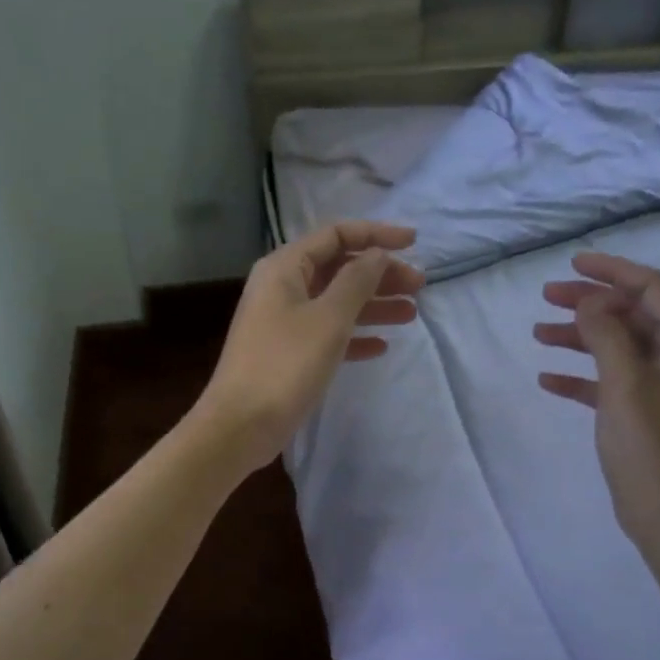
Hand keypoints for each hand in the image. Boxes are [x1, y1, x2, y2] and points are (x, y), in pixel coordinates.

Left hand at [192, 221, 423, 473]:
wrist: (241, 424)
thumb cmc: (285, 364)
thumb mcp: (329, 318)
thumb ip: (357, 281)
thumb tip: (378, 255)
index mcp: (284, 268)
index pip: (335, 235)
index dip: (376, 235)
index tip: (414, 243)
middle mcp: (282, 288)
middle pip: (338, 269)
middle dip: (380, 274)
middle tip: (419, 286)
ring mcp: (283, 322)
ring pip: (336, 303)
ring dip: (373, 305)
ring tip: (411, 314)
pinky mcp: (288, 354)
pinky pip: (327, 334)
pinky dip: (354, 336)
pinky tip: (382, 346)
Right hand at [534, 252, 659, 556]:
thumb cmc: (649, 445)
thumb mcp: (624, 384)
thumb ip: (607, 335)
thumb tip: (592, 300)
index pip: (652, 289)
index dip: (613, 271)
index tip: (573, 264)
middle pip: (631, 315)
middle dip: (590, 302)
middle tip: (546, 297)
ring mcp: (658, 388)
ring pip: (616, 347)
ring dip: (579, 336)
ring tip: (538, 333)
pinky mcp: (640, 414)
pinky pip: (607, 382)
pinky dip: (579, 376)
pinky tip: (547, 379)